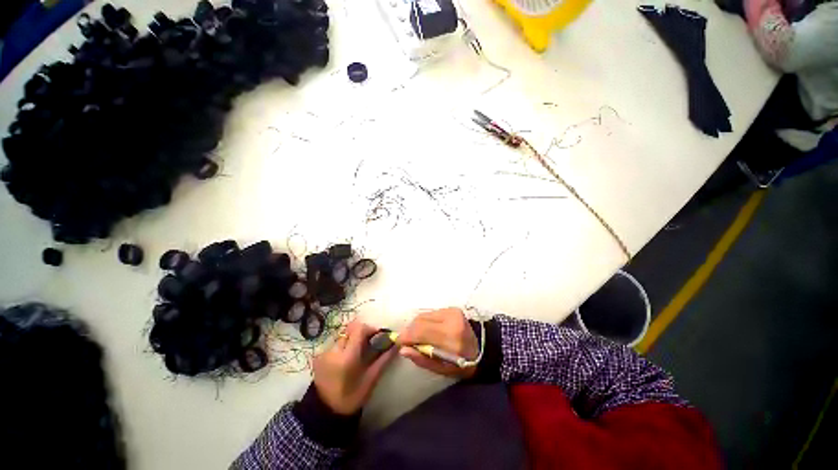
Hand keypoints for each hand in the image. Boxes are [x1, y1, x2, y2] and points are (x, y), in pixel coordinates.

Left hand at [312, 321, 395, 414]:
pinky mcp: (319, 355)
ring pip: (344, 334)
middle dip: (362, 333)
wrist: (325, 412)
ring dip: (354, 338)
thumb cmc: (351, 397)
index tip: (378, 337)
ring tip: (359, 351)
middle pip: (351, 329)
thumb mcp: (371, 379)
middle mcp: (334, 350)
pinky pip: (336, 342)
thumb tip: (397, 344)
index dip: (370, 329)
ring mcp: (324, 352)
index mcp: (347, 357)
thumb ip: (384, 359)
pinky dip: (345, 344)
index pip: (359, 329)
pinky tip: (348, 357)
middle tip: (370, 343)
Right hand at [397, 307, 478, 378]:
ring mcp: (452, 311)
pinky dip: (425, 321)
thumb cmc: (462, 365)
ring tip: (418, 337)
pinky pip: (431, 313)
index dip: (406, 335)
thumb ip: (422, 359)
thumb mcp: (442, 369)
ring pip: (423, 315)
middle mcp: (451, 319)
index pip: (420, 330)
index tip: (398, 342)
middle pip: (419, 320)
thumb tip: (403, 349)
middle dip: (409, 330)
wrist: (483, 349)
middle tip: (407, 341)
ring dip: (417, 325)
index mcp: (450, 337)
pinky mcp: (452, 308)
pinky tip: (428, 330)